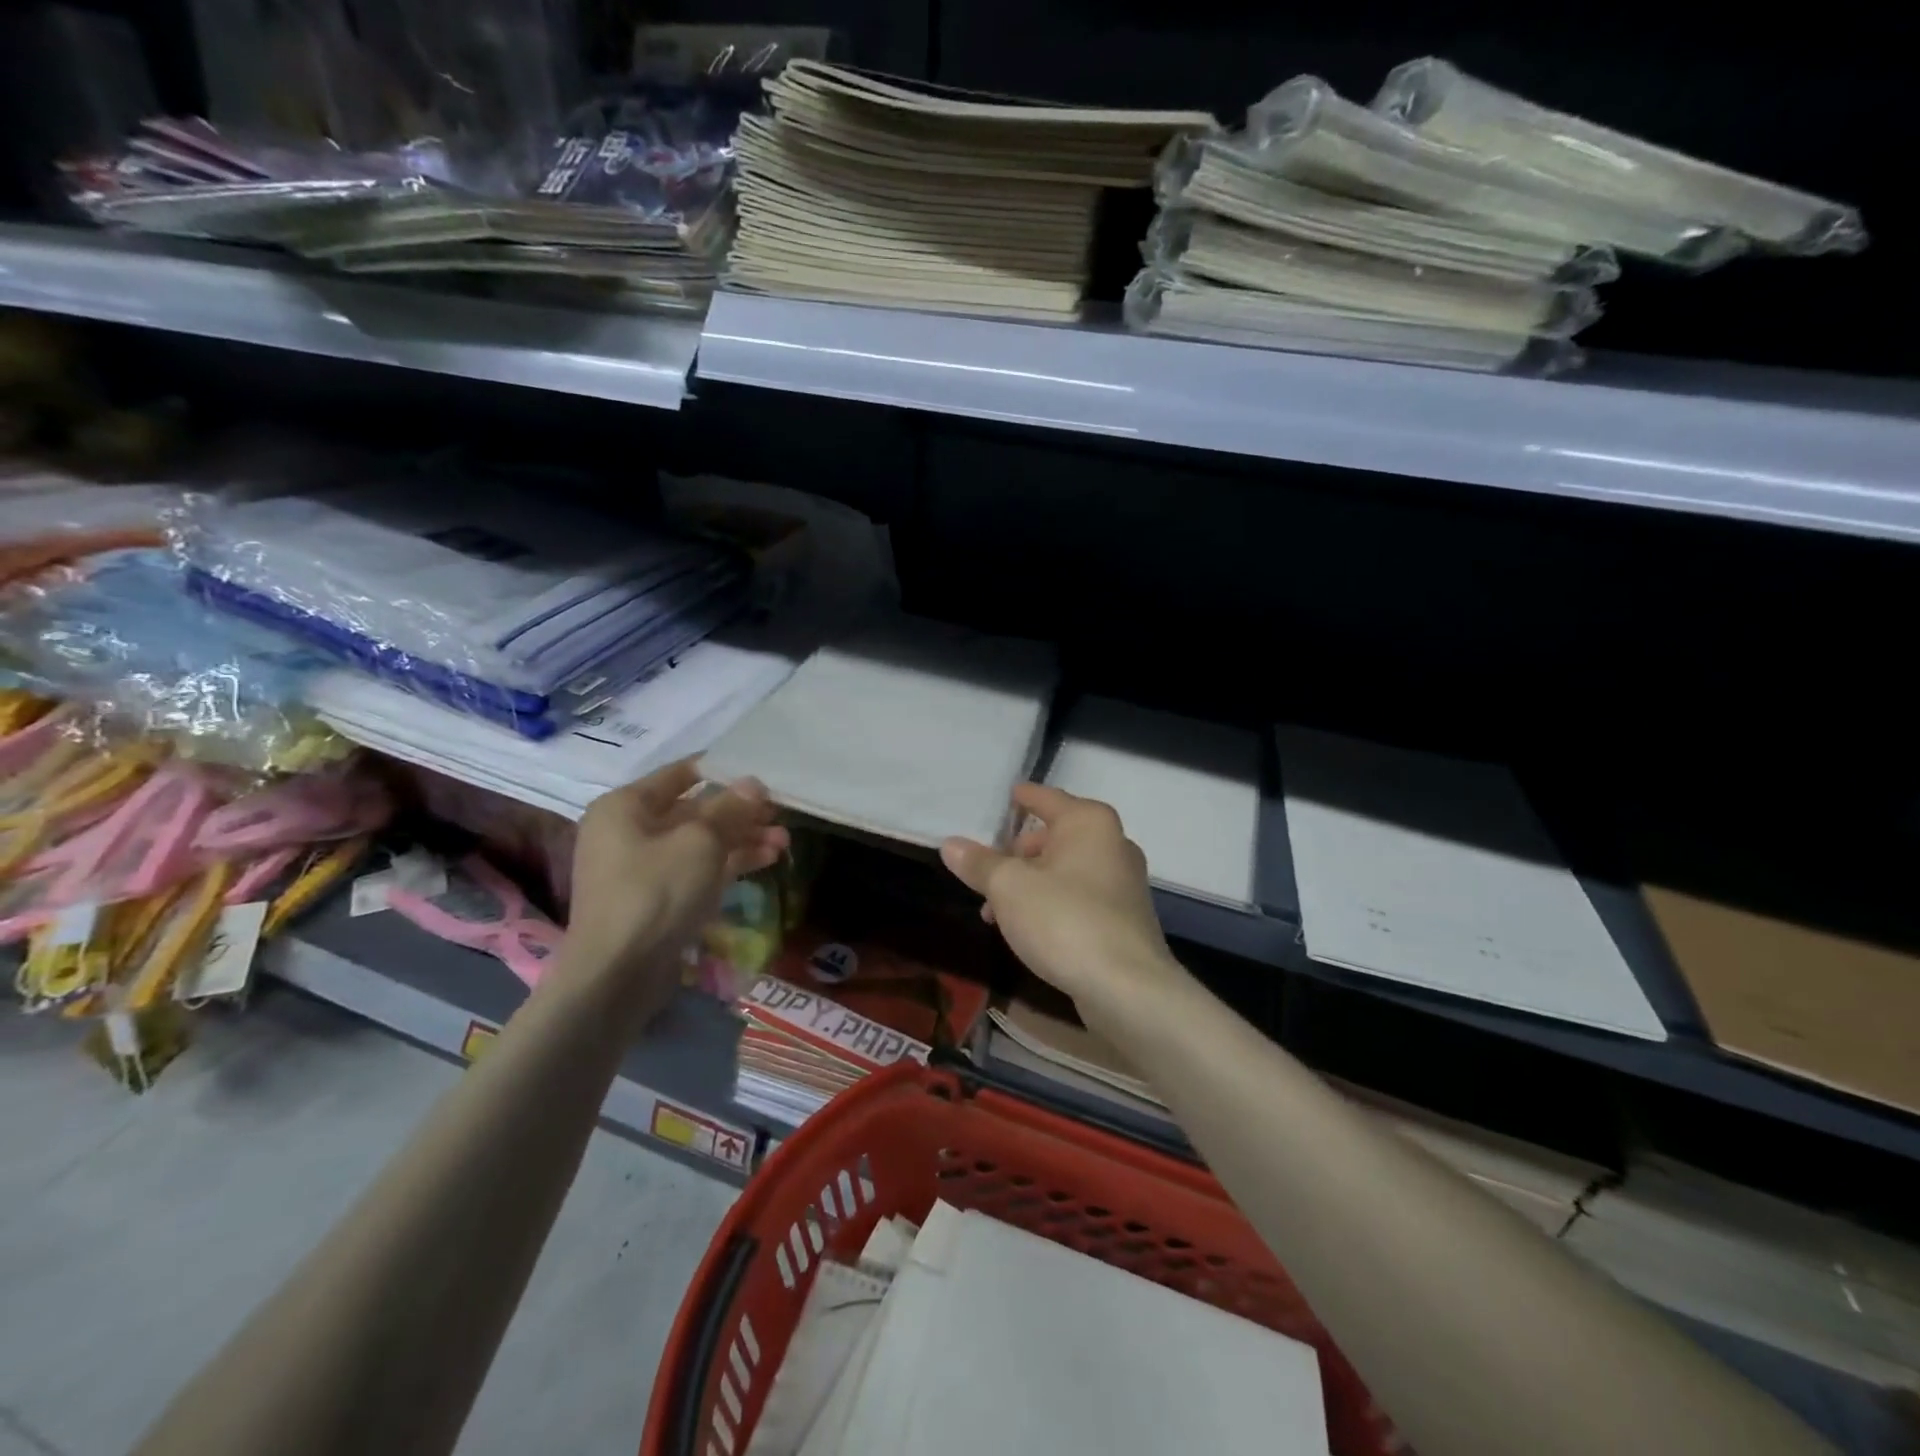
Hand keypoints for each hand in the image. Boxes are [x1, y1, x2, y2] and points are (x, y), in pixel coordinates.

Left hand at [559, 760, 787, 1022]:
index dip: (723, 770)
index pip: (682, 773)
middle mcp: (630, 830)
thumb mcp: (700, 842)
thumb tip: (753, 784)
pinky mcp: (657, 898)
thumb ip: (730, 809)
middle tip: (781, 813)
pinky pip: (697, 869)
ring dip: (742, 839)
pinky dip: (729, 863)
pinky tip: (767, 860)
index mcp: (626, 805)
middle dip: (740, 812)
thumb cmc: (655, 892)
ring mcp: (642, 867)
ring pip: (701, 842)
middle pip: (694, 809)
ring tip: (784, 842)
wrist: (617, 974)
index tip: (763, 772)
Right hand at [940, 784, 1178, 1012]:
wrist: (1126, 988)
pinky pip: (1078, 897)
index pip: (1046, 798)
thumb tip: (951, 844)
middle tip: (986, 872)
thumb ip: (979, 863)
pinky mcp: (1124, 918)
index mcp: (1088, 822)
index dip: (1022, 797)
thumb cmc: (1064, 920)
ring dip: (1030, 883)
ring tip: (995, 911)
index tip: (1005, 796)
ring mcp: (1123, 882)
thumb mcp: (1008, 888)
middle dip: (1017, 854)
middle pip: (1054, 836)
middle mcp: (1112, 843)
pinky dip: (1051, 903)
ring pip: (1065, 870)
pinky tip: (1028, 929)